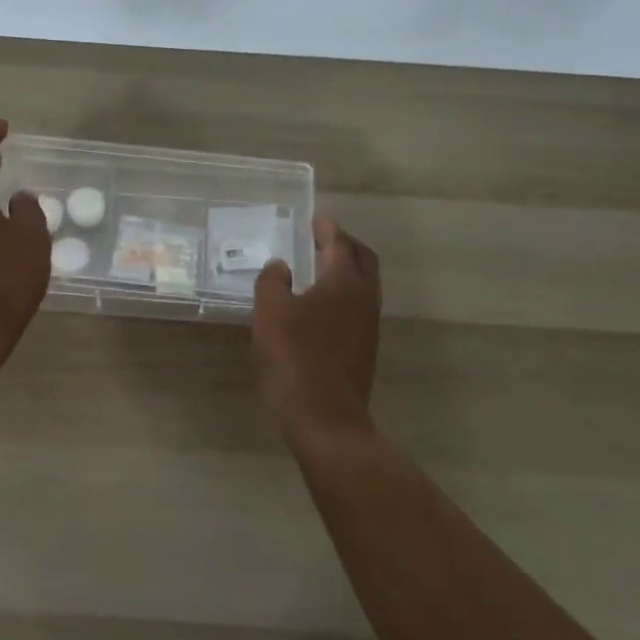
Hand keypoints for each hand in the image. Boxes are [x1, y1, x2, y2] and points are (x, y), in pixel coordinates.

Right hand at [253, 218, 381, 443]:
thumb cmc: (295, 357)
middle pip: (363, 260)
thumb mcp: (270, 312)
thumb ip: (272, 281)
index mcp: (344, 282)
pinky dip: (343, 295)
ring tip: (320, 269)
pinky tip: (320, 307)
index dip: (327, 229)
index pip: (339, 244)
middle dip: (345, 245)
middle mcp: (364, 299)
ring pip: (364, 286)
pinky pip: (358, 308)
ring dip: (347, 271)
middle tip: (323, 239)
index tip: (315, 220)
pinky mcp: (364, 351)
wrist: (325, 419)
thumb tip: (280, 266)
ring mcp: (368, 327)